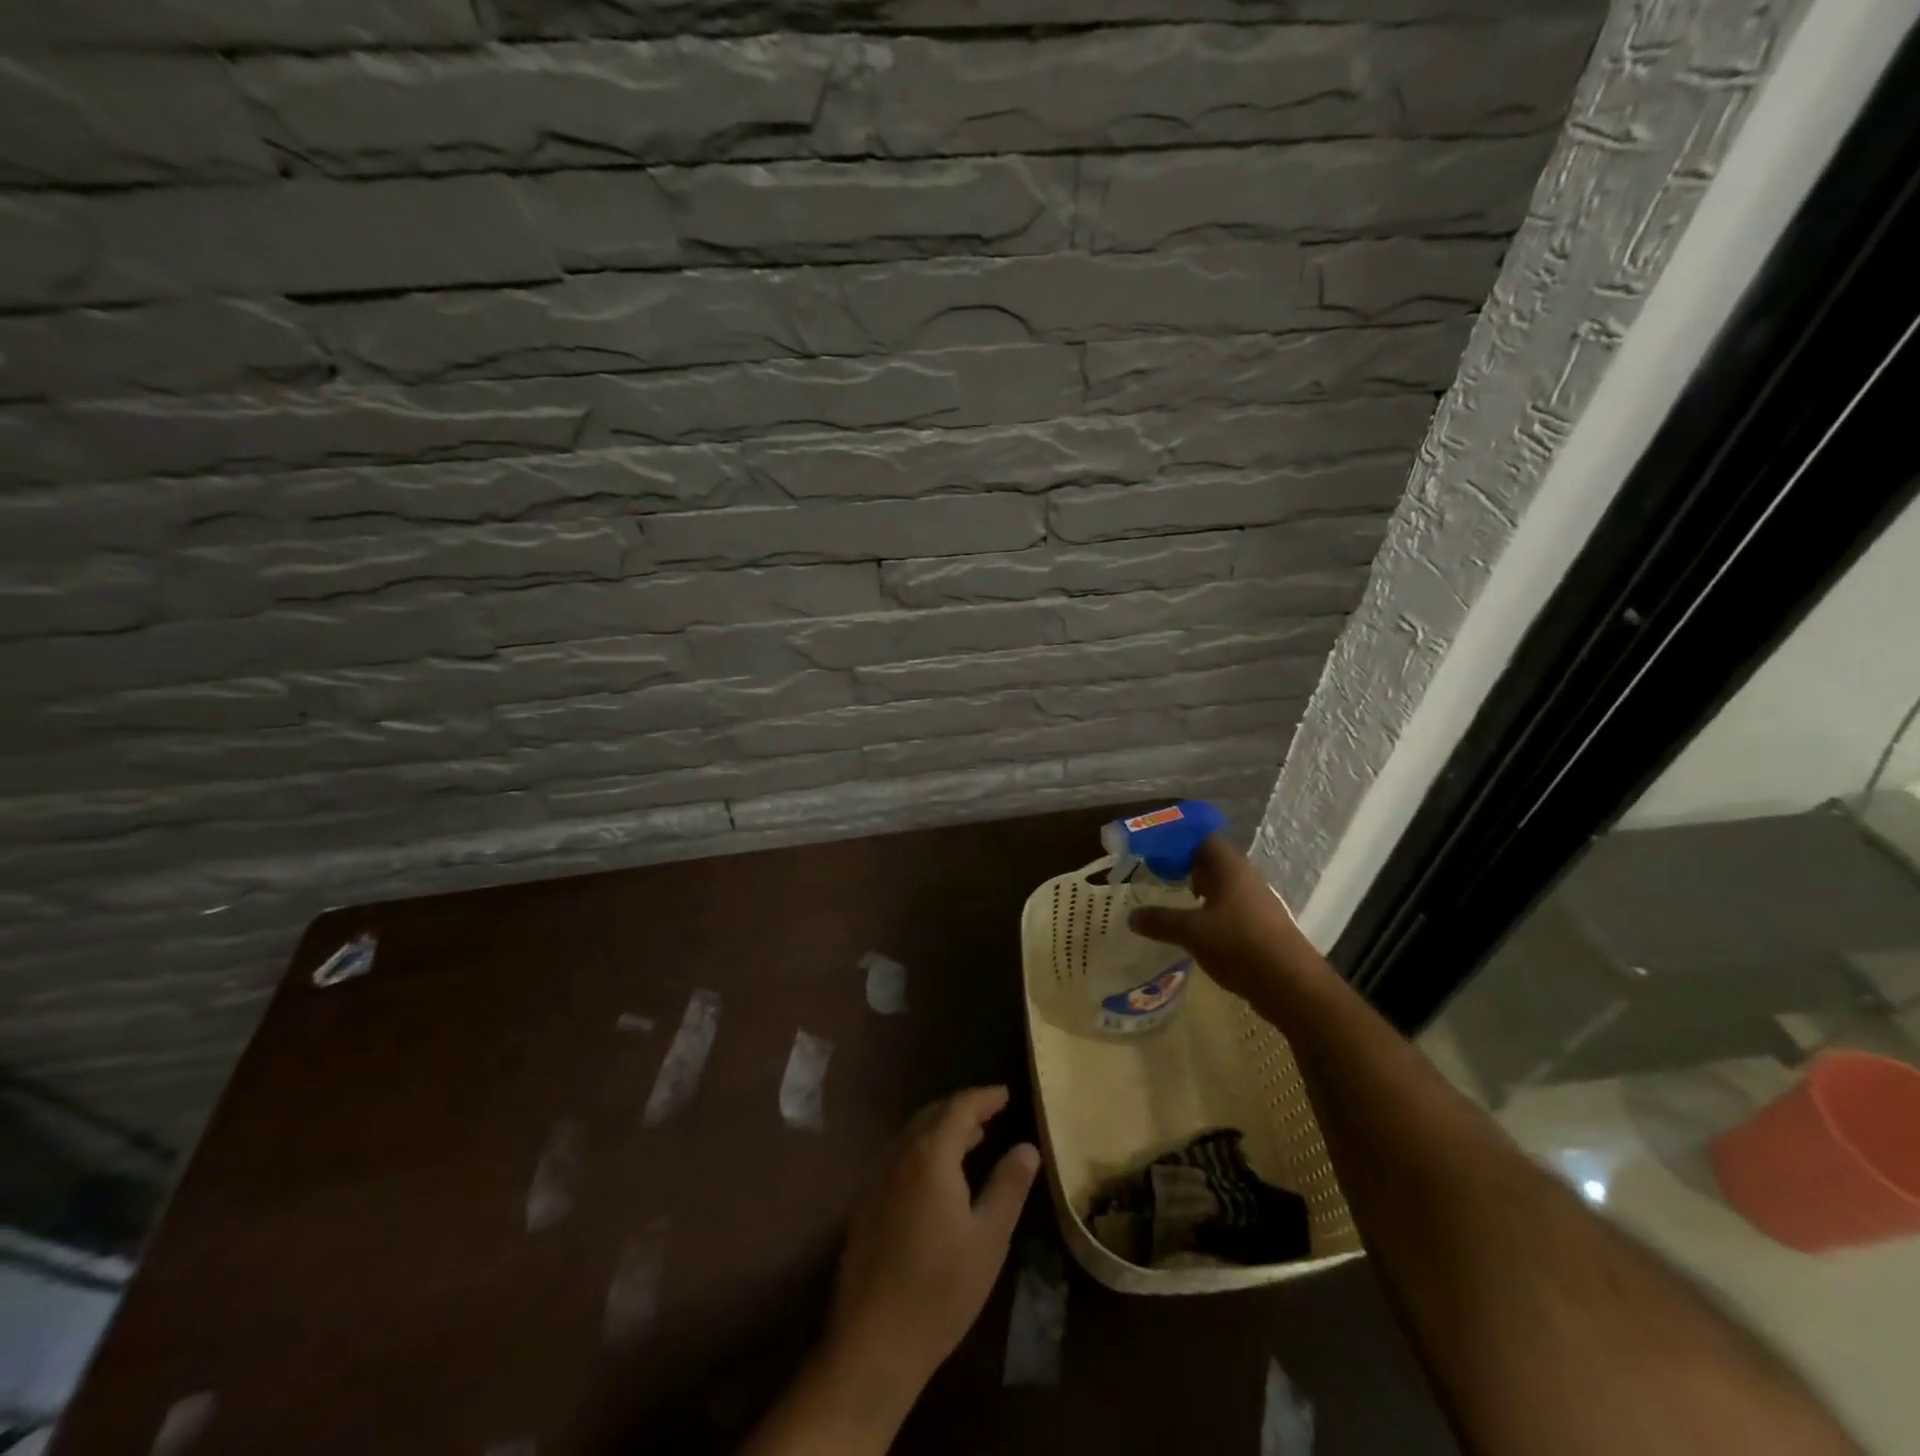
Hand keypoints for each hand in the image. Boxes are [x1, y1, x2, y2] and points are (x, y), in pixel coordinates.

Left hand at [826, 1086, 1040, 1398]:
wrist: (872, 1342)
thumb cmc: (940, 1290)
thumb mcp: (988, 1239)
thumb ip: (1008, 1186)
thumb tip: (1027, 1147)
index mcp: (930, 1155)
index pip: (959, 1107)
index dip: (984, 1097)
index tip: (1006, 1094)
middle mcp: (899, 1155)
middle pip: (932, 1115)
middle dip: (963, 1109)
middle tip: (991, 1114)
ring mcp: (877, 1178)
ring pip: (913, 1135)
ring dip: (942, 1129)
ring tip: (972, 1139)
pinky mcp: (865, 1203)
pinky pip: (899, 1157)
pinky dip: (923, 1150)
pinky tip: (938, 1176)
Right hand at [1128, 835, 1315, 1003]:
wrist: (1292, 985)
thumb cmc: (1239, 945)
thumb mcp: (1192, 933)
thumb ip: (1161, 921)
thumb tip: (1131, 917)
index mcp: (1229, 868)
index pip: (1202, 838)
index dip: (1177, 840)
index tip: (1152, 849)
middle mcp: (1245, 878)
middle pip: (1211, 861)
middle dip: (1184, 864)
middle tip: (1155, 873)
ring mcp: (1256, 902)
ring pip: (1222, 885)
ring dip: (1198, 889)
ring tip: (1170, 898)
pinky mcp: (1261, 925)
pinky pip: (1230, 907)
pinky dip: (1210, 910)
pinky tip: (1195, 927)